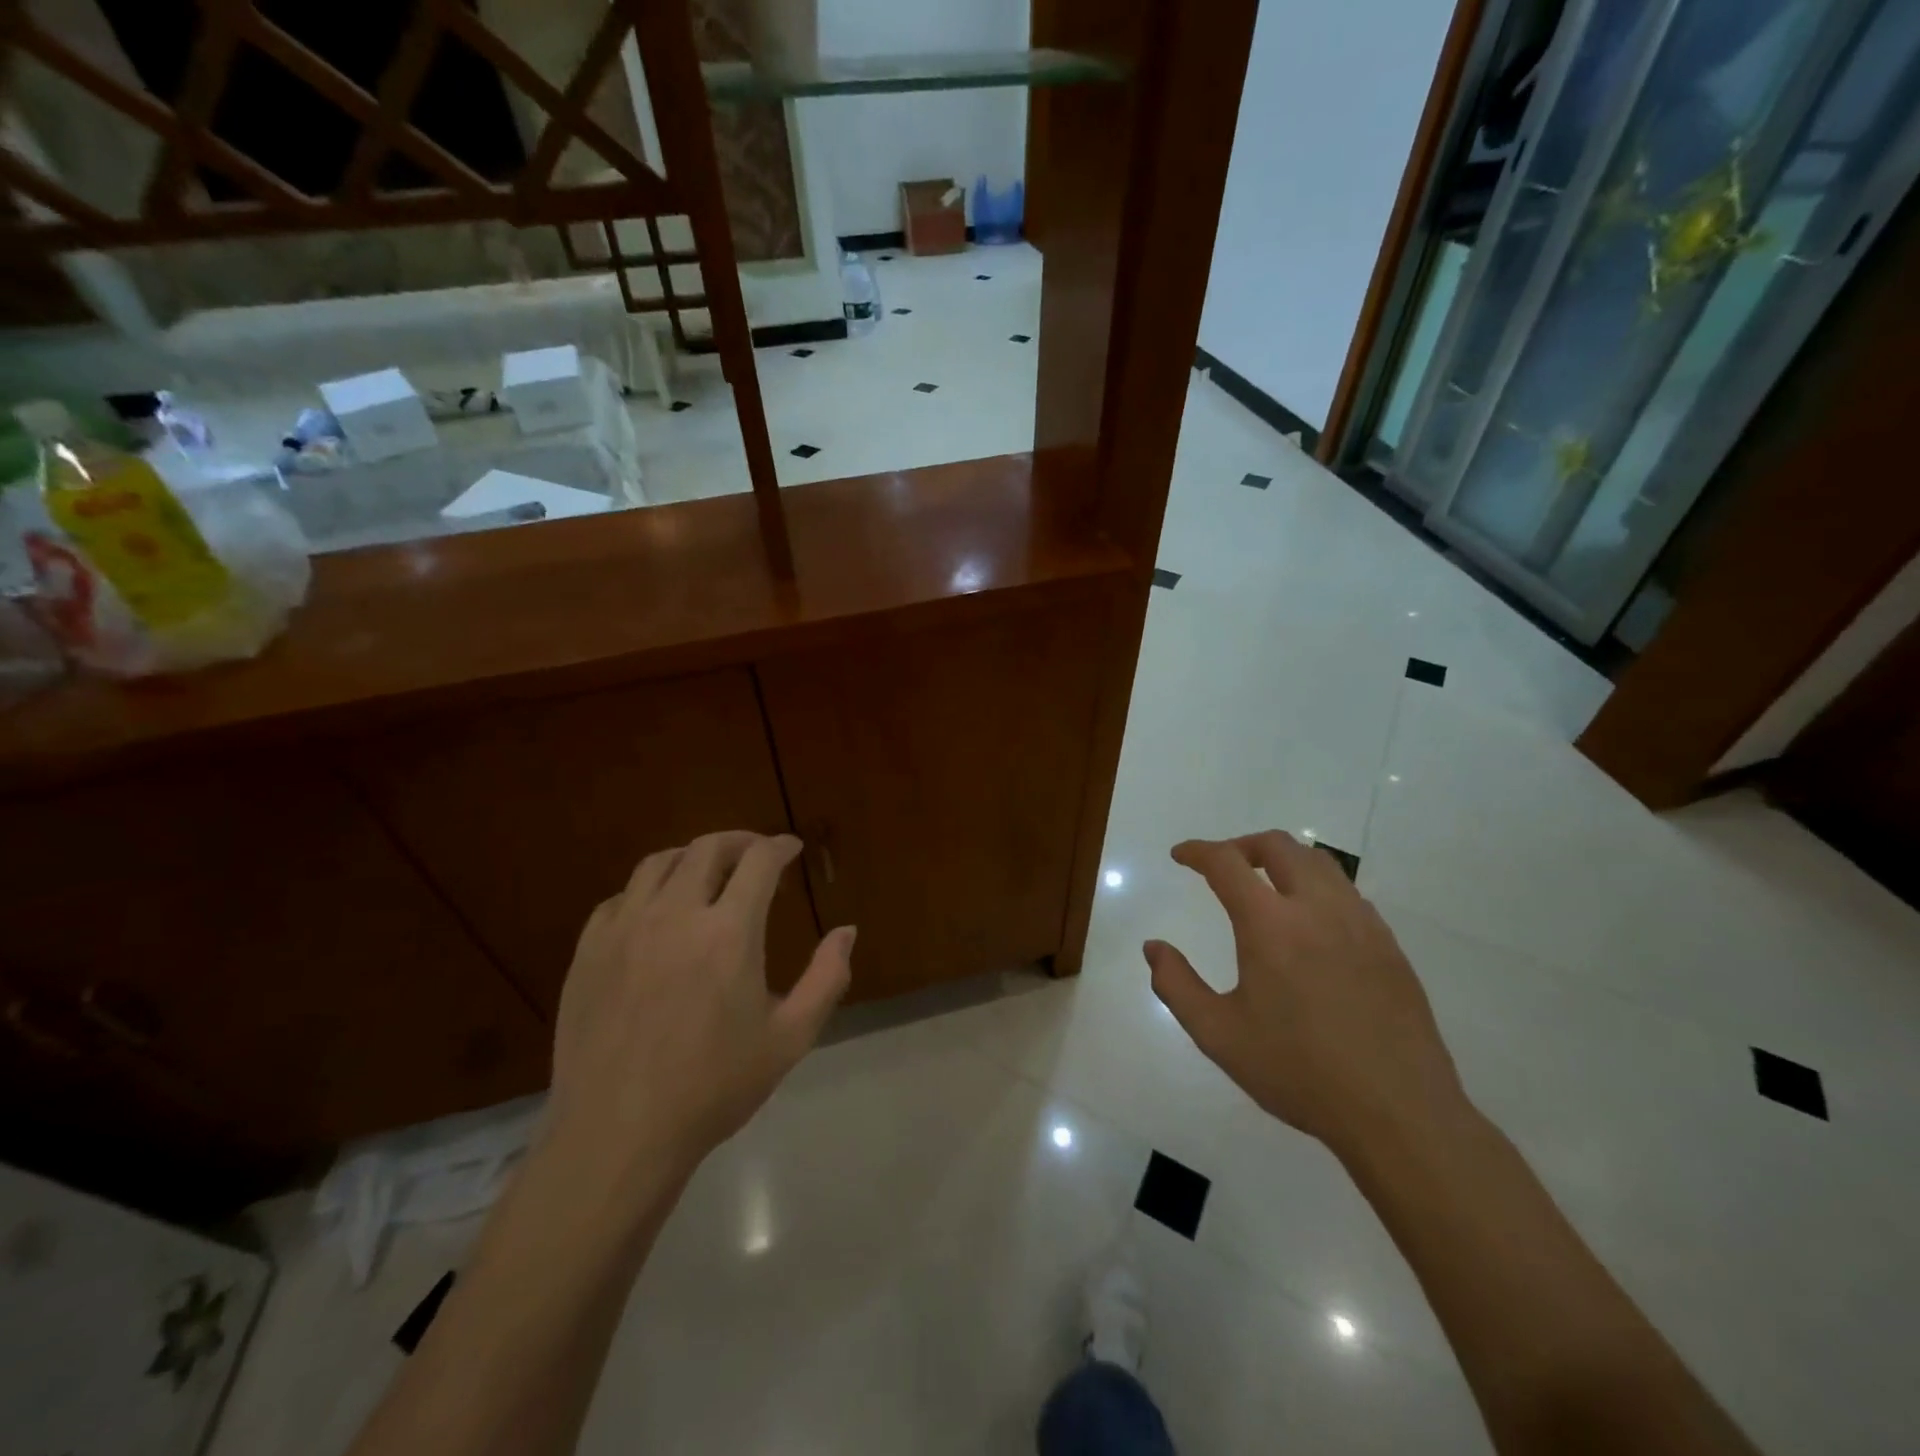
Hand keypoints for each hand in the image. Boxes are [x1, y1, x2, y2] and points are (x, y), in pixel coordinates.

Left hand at [544, 831, 855, 1190]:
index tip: (791, 848)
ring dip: (692, 857)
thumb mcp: (789, 1038)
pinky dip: (648, 890)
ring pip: (659, 863)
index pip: (759, 861)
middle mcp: (675, 915)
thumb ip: (827, 978)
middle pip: (708, 848)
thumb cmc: (713, 1089)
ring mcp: (624, 929)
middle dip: (740, 841)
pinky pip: (620, 898)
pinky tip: (657, 912)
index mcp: (728, 933)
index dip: (779, 846)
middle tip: (756, 853)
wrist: (617, 1136)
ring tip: (708, 872)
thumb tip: (847, 931)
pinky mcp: (588, 951)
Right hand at [1145, 832, 1467, 1159]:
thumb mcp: (1219, 1035)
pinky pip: (1348, 893)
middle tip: (1221, 866)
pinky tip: (1310, 923)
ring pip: (1319, 862)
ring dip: (1283, 860)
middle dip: (1241, 845)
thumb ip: (1176, 985)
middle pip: (1278, 845)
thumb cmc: (1299, 1072)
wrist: (1399, 1113)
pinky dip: (1317, 887)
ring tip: (1265, 885)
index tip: (1181, 855)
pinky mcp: (1389, 944)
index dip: (1198, 851)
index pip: (1226, 862)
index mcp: (1270, 925)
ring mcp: (1360, 923)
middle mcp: (1316, 908)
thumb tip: (1154, 948)